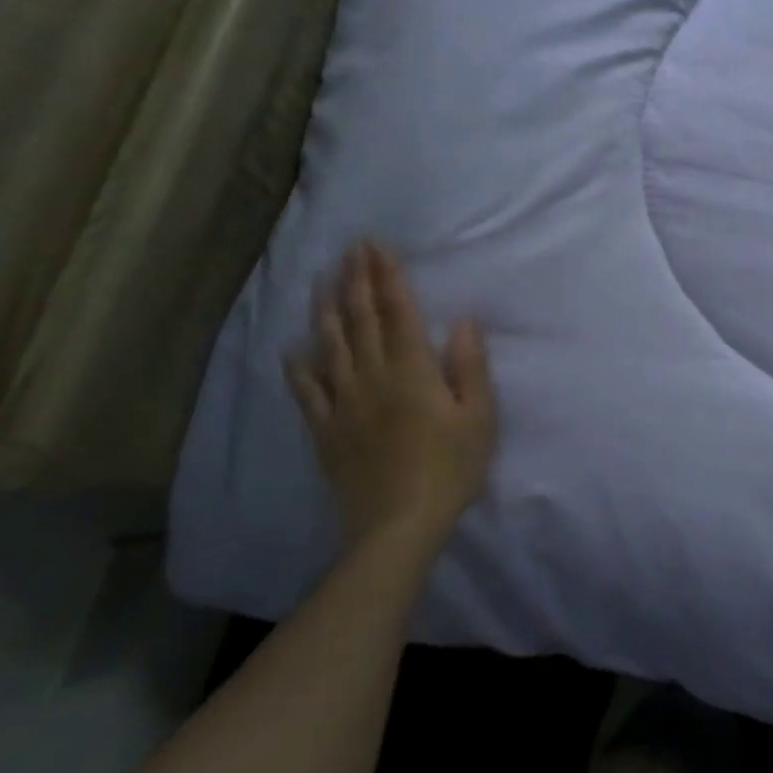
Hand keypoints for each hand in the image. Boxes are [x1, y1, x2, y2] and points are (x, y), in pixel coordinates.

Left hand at [285, 241, 496, 548]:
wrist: (398, 526)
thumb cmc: (450, 469)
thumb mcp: (479, 418)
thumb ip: (470, 368)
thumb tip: (461, 322)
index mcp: (412, 371)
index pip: (398, 312)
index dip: (387, 277)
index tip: (376, 246)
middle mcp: (372, 377)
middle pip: (361, 320)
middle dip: (356, 281)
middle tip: (350, 250)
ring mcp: (343, 403)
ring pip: (330, 345)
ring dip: (327, 309)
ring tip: (323, 281)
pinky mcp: (325, 430)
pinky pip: (306, 391)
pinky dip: (299, 366)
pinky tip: (293, 350)